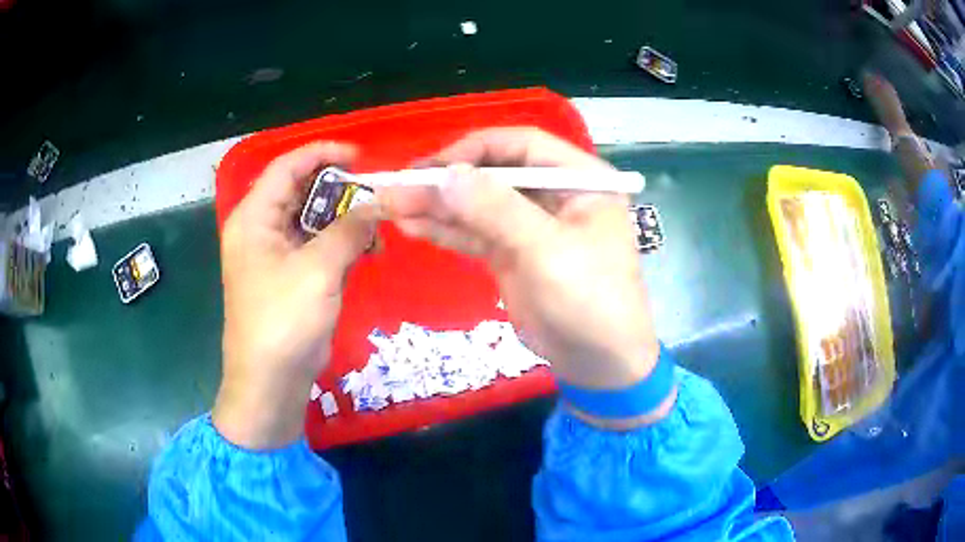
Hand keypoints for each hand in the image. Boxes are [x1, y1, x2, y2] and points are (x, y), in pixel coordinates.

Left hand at [213, 142, 378, 448]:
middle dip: (338, 189)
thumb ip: (349, 230)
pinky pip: (317, 246)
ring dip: (344, 219)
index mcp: (254, 218)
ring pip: (312, 219)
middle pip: (301, 191)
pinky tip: (367, 251)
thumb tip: (376, 206)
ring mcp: (275, 254)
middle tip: (375, 193)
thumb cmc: (283, 321)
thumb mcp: (318, 270)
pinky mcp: (290, 276)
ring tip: (376, 227)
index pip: (287, 167)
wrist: (270, 380)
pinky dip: (341, 244)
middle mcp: (261, 229)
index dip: (322, 154)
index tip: (360, 156)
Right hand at [379, 128, 671, 426]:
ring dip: (437, 205)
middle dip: (447, 180)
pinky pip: (473, 233)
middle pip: (494, 173)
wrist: (599, 364)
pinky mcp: (510, 253)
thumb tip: (445, 175)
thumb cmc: (590, 301)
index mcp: (580, 179)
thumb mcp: (548, 251)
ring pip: (478, 204)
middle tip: (398, 187)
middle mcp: (554, 194)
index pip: (523, 145)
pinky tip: (411, 225)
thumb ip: (497, 210)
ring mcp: (529, 225)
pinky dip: (444, 229)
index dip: (476, 150)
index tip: (434, 167)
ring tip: (392, 206)